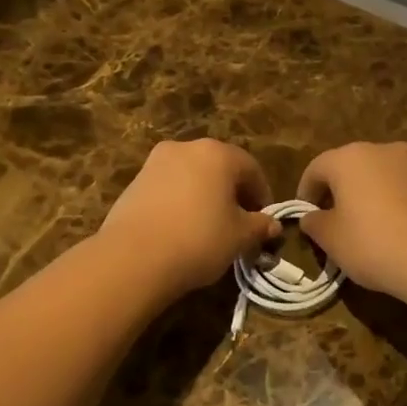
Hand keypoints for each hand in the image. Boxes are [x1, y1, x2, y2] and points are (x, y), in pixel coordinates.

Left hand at [100, 140, 281, 297]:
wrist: (133, 257)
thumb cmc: (198, 240)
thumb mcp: (239, 237)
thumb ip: (259, 226)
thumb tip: (273, 225)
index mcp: (218, 154)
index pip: (251, 168)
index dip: (262, 194)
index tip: (263, 220)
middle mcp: (186, 148)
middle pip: (219, 167)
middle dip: (232, 192)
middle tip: (238, 222)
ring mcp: (155, 162)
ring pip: (192, 176)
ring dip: (205, 195)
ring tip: (209, 227)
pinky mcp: (134, 182)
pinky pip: (168, 187)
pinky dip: (180, 202)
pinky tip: (181, 229)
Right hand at [296, 143, 406, 298]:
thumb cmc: (373, 243)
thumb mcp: (331, 239)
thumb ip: (314, 223)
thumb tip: (311, 217)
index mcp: (349, 157)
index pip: (316, 168)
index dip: (306, 192)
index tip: (306, 216)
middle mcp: (382, 150)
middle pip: (350, 166)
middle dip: (339, 190)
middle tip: (333, 219)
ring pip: (380, 175)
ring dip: (369, 193)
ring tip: (366, 225)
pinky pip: (405, 188)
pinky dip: (394, 202)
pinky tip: (395, 229)